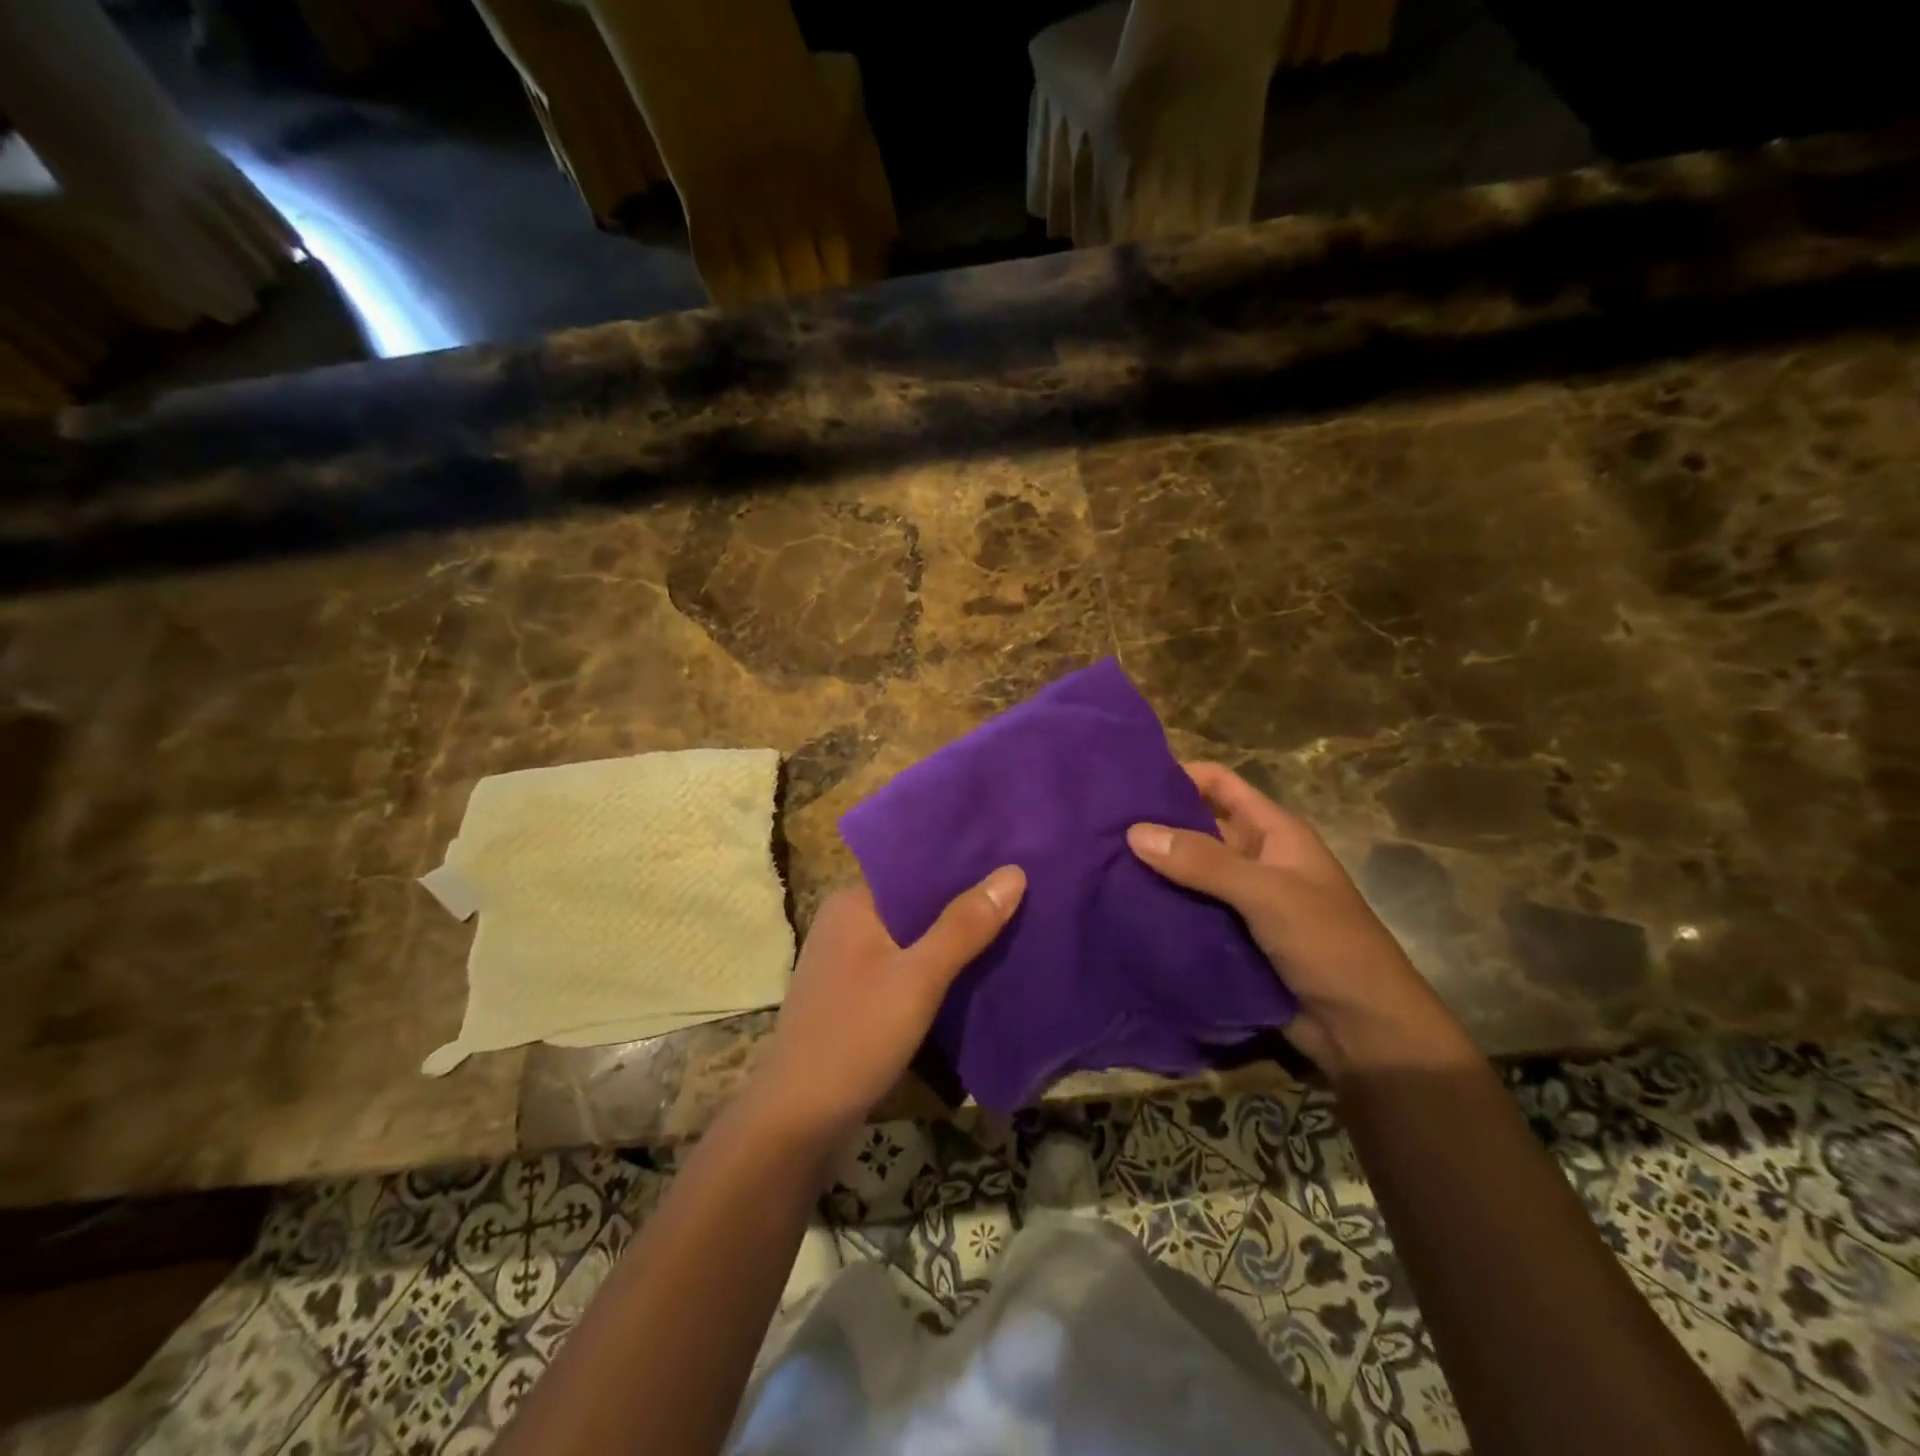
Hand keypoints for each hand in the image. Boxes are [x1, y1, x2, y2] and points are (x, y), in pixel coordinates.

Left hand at [749, 867, 1025, 1142]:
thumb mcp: (918, 978)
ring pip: (912, 935)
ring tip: (1010, 922)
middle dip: (963, 899)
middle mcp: (847, 921)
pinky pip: (904, 964)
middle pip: (915, 900)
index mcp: (853, 902)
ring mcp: (849, 960)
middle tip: (1022, 890)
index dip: (961, 861)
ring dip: (952, 935)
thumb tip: (1013, 871)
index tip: (1009, 856)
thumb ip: (964, 926)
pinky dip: (936, 964)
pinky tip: (974, 968)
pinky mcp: (856, 994)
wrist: (798, 1120)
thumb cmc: (856, 1035)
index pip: (913, 865)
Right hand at [1127, 763, 1467, 1077]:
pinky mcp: (1230, 938)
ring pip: (1188, 873)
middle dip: (1154, 826)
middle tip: (1097, 828)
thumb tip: (1135, 832)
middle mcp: (1254, 859)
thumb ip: (1204, 862)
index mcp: (1273, 832)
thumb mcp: (1268, 894)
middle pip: (1197, 828)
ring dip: (1153, 871)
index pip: (1220, 785)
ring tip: (1098, 866)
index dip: (1179, 775)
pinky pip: (1188, 912)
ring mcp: (1241, 901)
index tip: (1125, 782)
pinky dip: (1161, 908)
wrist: (1364, 1030)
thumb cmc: (1328, 945)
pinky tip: (1122, 908)